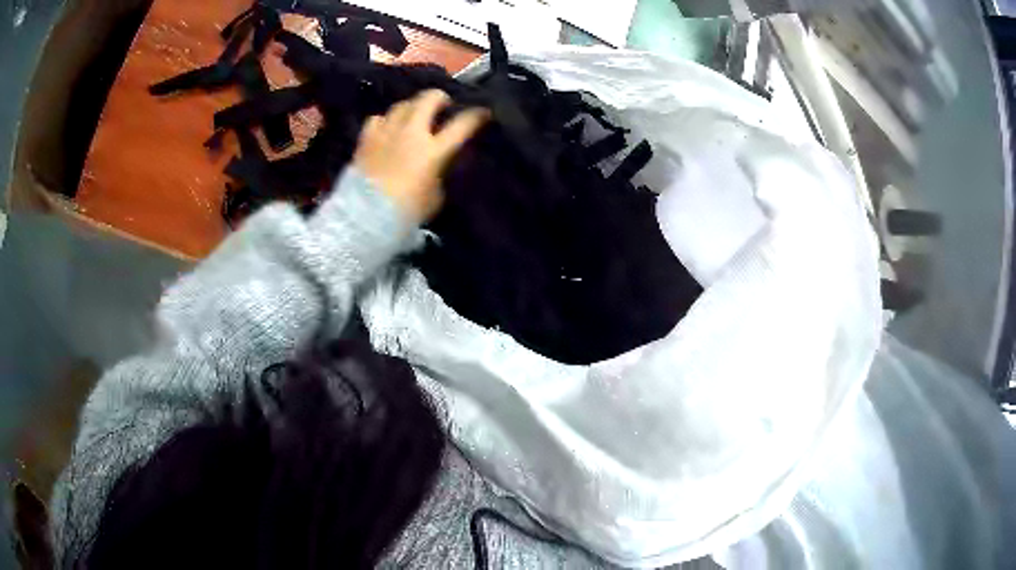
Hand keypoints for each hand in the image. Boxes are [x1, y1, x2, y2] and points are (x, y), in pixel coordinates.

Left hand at [353, 89, 489, 222]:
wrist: (365, 217)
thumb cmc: (405, 212)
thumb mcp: (435, 196)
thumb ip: (439, 174)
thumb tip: (437, 166)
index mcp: (433, 150)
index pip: (462, 125)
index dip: (476, 115)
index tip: (483, 112)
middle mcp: (411, 133)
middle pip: (429, 99)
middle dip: (440, 98)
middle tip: (443, 105)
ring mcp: (386, 132)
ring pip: (403, 104)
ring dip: (413, 107)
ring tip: (414, 115)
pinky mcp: (366, 139)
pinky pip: (377, 118)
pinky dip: (386, 120)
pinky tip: (387, 128)